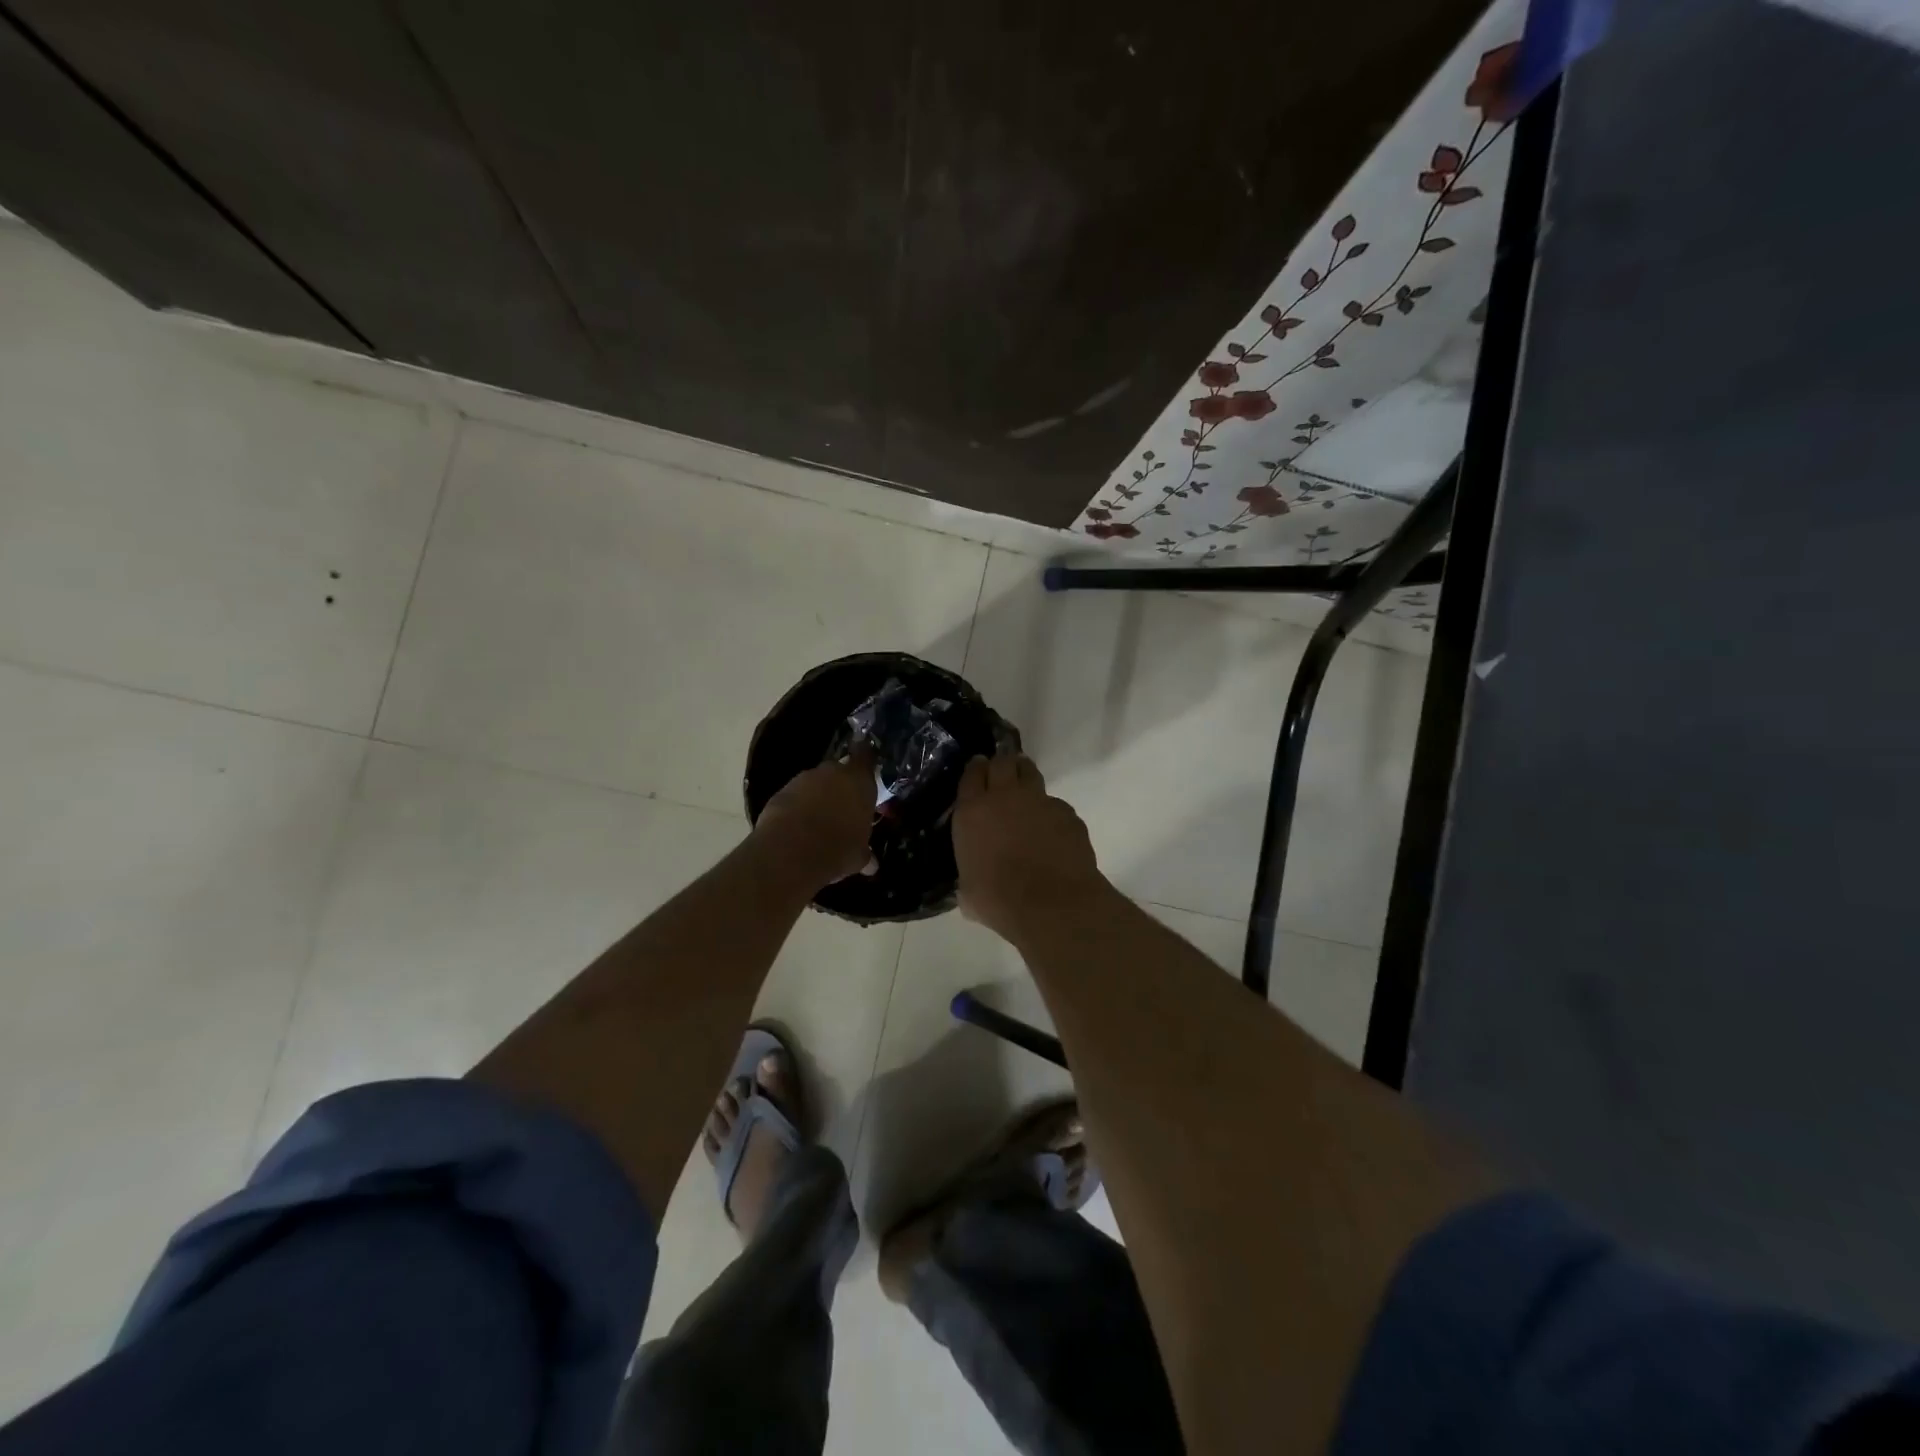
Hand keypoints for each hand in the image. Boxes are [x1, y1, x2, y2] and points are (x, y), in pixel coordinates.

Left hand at [754, 746, 876, 886]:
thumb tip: (872, 864)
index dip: (866, 759)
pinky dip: (797, 806)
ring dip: (817, 797)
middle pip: (839, 771)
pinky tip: (797, 827)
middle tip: (843, 808)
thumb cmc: (837, 849)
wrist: (790, 851)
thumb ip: (865, 853)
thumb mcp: (858, 856)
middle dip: (840, 786)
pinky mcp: (781, 791)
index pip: (866, 756)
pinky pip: (795, 795)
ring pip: (815, 783)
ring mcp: (804, 779)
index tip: (866, 766)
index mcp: (859, 781)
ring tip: (818, 822)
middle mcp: (833, 772)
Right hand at [953, 753, 1105, 940]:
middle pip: (1002, 762)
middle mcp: (1004, 797)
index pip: (971, 774)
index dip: (975, 769)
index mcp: (973, 812)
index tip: (978, 769)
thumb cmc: (1000, 901)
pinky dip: (1050, 811)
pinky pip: (1055, 803)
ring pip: (1030, 772)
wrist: (1052, 904)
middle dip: (1001, 763)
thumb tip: (972, 882)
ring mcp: (1039, 801)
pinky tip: (1052, 829)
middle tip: (1002, 772)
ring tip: (1025, 785)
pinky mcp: (1067, 812)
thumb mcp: (969, 892)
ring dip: (1025, 774)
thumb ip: (969, 875)